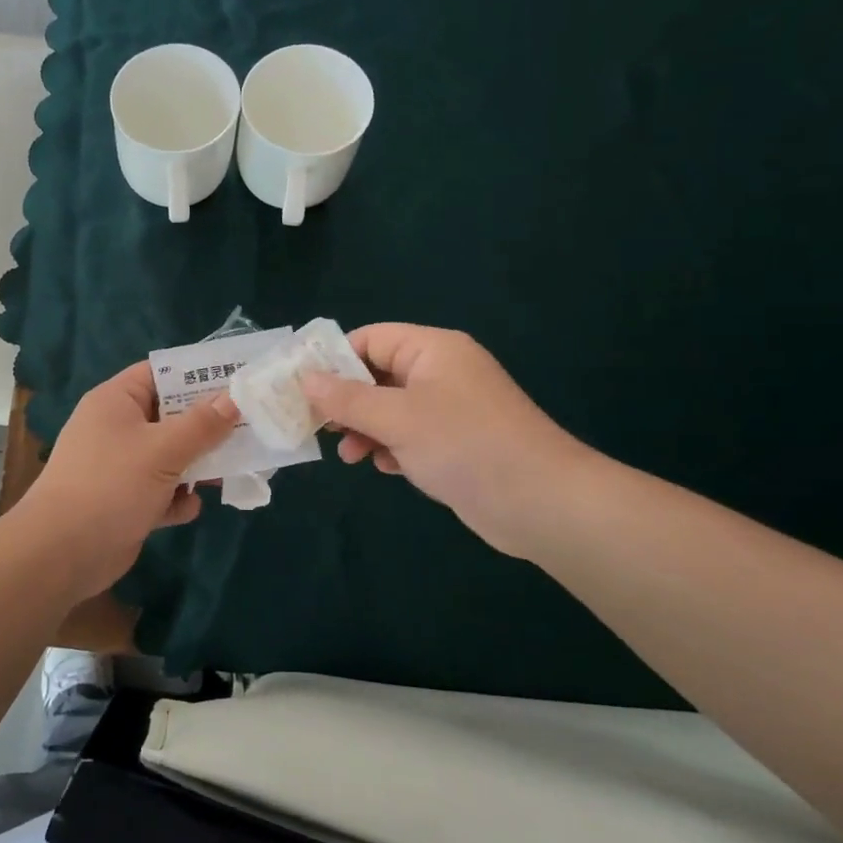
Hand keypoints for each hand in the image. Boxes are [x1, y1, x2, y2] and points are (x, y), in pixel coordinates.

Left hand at [16, 361, 240, 598]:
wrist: (62, 552)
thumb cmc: (111, 485)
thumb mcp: (163, 450)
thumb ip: (202, 425)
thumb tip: (234, 398)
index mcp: (117, 401)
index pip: (160, 373)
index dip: (197, 375)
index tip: (237, 381)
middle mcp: (117, 428)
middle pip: (170, 416)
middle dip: (206, 426)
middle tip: (249, 427)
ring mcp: (120, 466)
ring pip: (170, 456)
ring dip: (197, 465)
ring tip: (233, 470)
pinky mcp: (125, 501)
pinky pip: (160, 491)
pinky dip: (175, 499)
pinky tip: (188, 508)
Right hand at [300, 324, 594, 558]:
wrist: (541, 503)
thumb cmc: (463, 445)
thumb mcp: (396, 418)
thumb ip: (346, 398)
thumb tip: (305, 379)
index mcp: (432, 350)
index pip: (371, 339)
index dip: (334, 359)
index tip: (301, 388)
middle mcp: (442, 372)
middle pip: (378, 375)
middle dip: (347, 401)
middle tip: (318, 426)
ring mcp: (452, 409)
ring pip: (392, 408)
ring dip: (366, 428)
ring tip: (349, 455)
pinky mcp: (458, 442)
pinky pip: (412, 434)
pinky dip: (393, 447)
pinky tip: (386, 468)